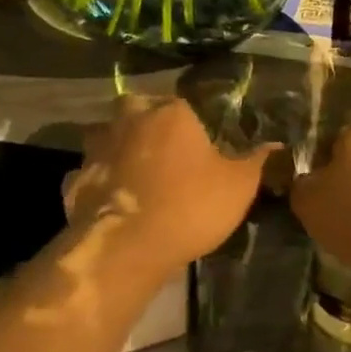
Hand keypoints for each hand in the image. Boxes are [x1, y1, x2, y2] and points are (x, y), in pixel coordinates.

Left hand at [63, 95, 272, 276]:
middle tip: (166, 149)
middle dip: (148, 122)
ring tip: (137, 173)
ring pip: (106, 137)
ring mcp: (96, 150)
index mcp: (170, 112)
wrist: (125, 249)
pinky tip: (112, 200)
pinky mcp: (73, 182)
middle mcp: (129, 120)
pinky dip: (99, 183)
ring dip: (118, 148)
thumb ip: (257, 161)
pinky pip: (89, 174)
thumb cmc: (188, 207)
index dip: (194, 121)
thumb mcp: (239, 186)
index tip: (202, 141)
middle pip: (137, 108)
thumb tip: (277, 144)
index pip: (183, 102)